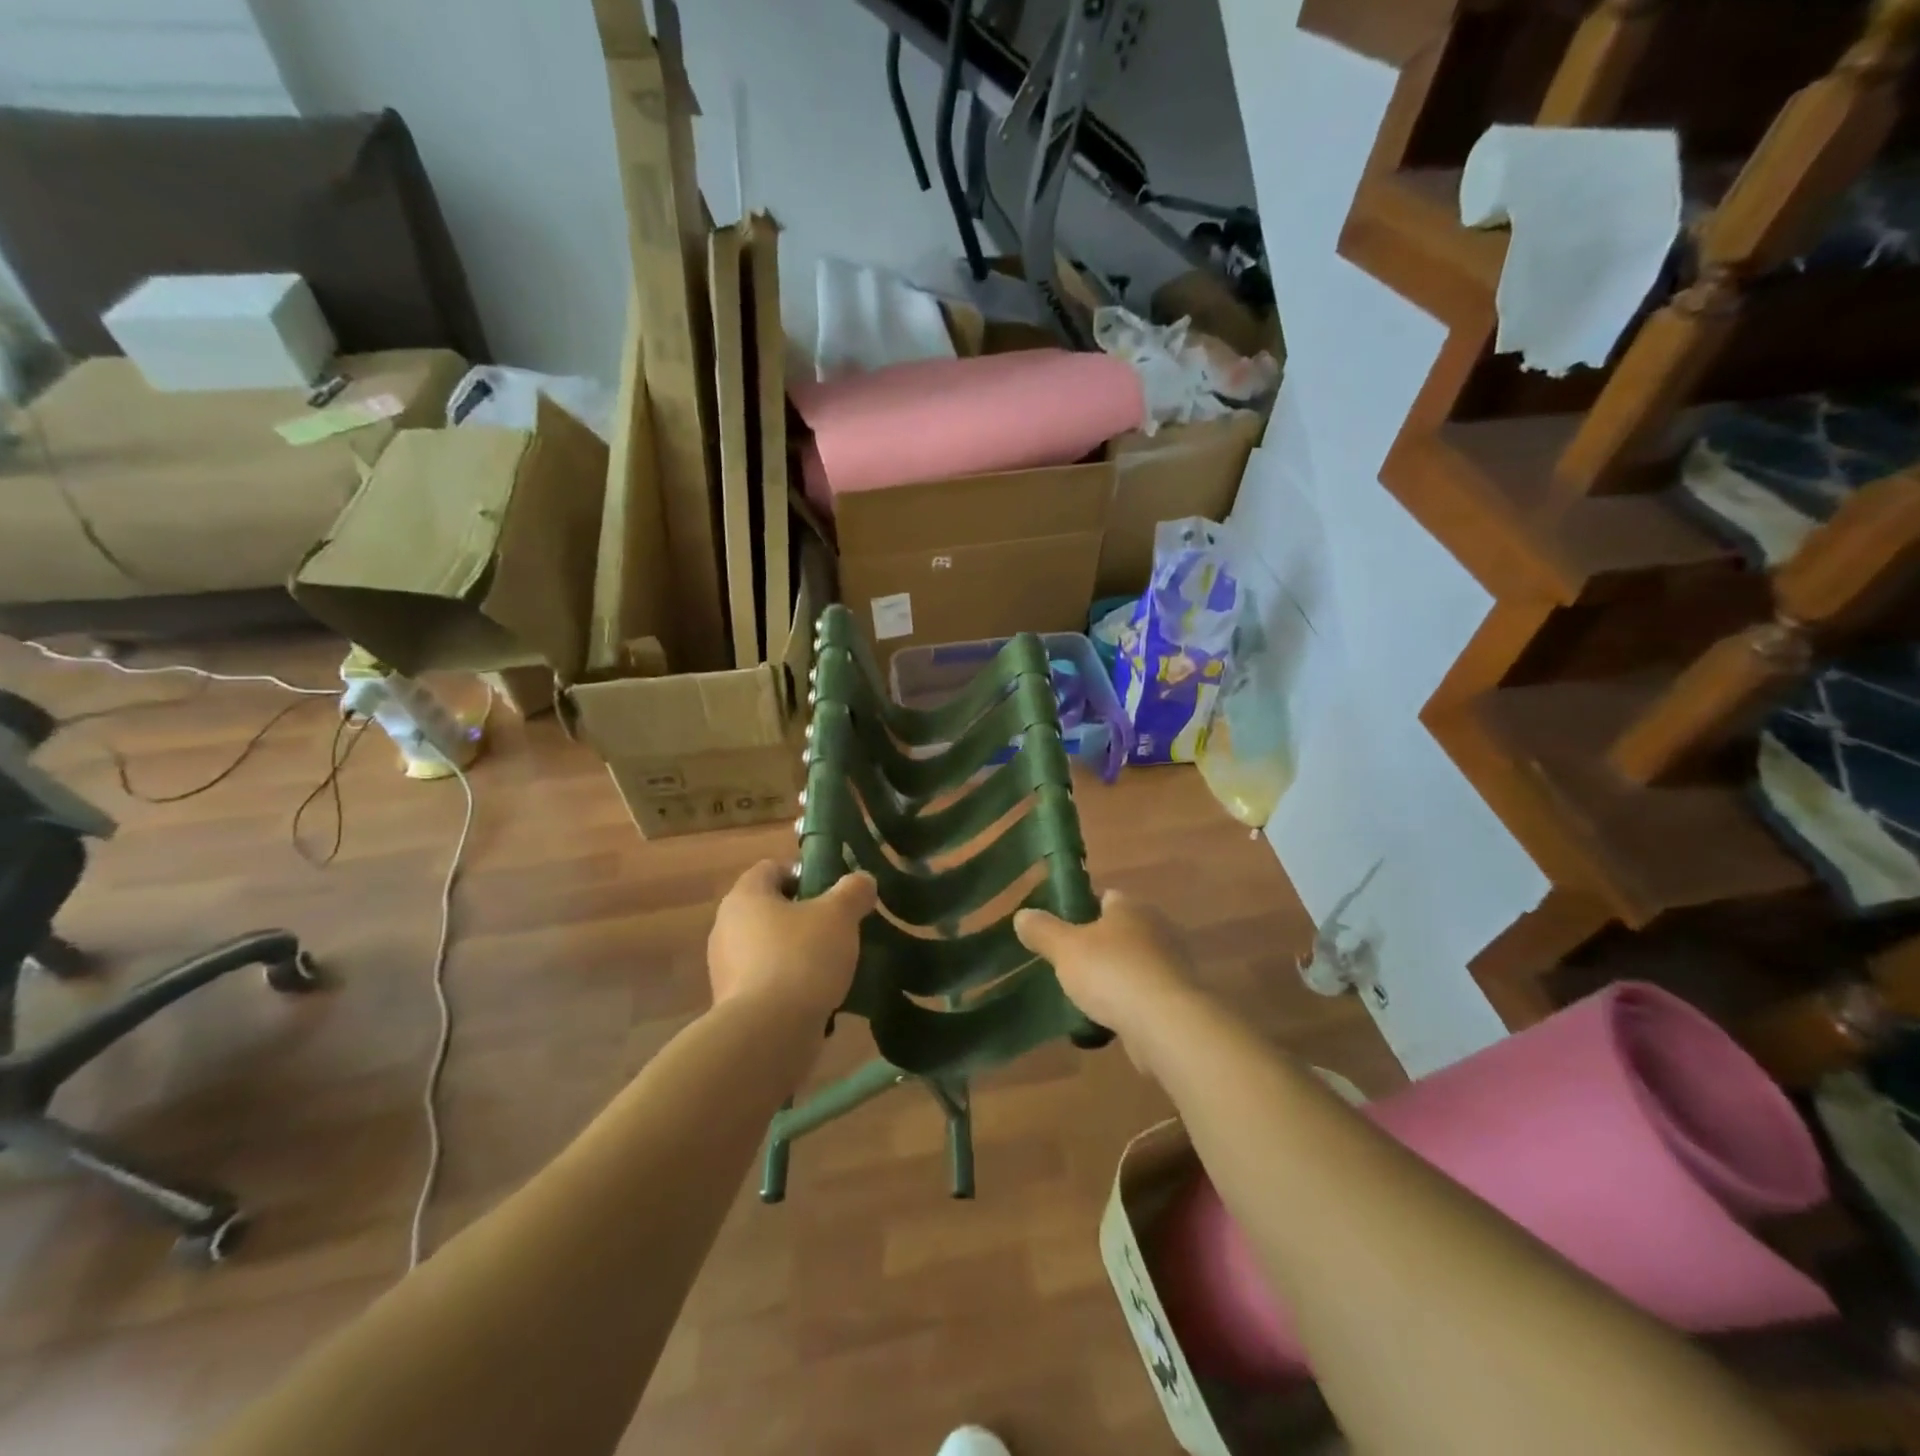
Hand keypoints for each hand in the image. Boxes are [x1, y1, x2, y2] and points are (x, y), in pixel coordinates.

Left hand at [707, 860, 876, 1021]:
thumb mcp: (839, 916)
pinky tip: (815, 997)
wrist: (768, 1034)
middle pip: (770, 909)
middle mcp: (726, 927)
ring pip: (768, 947)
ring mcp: (725, 968)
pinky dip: (788, 985)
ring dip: (796, 952)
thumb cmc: (801, 958)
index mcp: (745, 896)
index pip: (772, 869)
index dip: (804, 874)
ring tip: (831, 966)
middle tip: (838, 928)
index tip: (833, 892)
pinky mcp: (731, 1004)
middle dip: (804, 916)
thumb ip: (853, 891)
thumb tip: (862, 880)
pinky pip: (765, 981)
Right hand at [1014, 890, 1200, 1074]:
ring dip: (1115, 977)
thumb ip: (1043, 930)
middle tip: (1070, 966)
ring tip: (1086, 997)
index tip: (1062, 931)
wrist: (1167, 1024)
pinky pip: (1146, 994)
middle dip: (1098, 947)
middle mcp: (1157, 927)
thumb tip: (1022, 915)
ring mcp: (1172, 964)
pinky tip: (1109, 1020)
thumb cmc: (1112, 972)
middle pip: (1120, 931)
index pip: (1106, 897)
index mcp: (1131, 906)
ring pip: (1134, 963)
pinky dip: (1129, 1004)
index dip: (1082, 910)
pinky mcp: (1179, 999)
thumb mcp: (1065, 948)